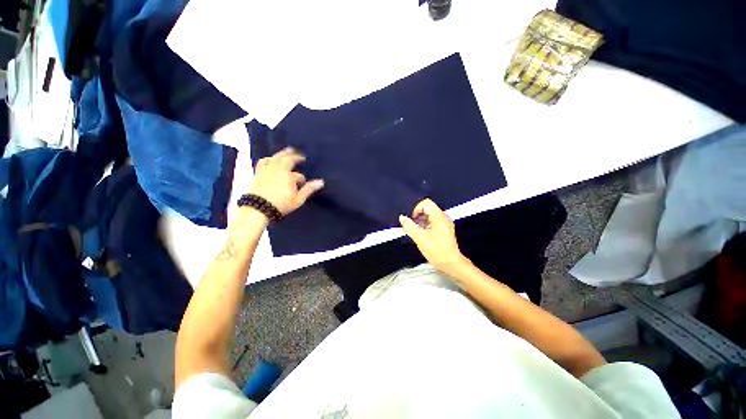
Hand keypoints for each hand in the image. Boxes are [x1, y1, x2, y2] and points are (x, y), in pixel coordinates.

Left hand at [250, 147, 323, 215]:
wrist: (259, 208)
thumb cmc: (281, 205)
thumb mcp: (298, 199)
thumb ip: (309, 189)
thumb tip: (321, 182)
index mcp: (289, 177)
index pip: (299, 176)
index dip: (302, 180)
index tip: (302, 186)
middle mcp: (278, 170)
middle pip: (288, 160)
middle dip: (296, 157)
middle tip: (301, 156)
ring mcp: (268, 170)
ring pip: (276, 158)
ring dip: (283, 153)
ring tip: (288, 150)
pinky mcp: (259, 173)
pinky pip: (263, 162)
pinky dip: (268, 159)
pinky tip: (270, 159)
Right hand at [399, 199, 467, 273]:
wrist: (451, 263)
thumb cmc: (437, 251)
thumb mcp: (420, 238)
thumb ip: (409, 226)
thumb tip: (402, 218)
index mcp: (439, 216)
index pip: (426, 203)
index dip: (417, 209)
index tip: (413, 220)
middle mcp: (444, 217)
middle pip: (428, 208)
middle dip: (418, 216)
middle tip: (415, 227)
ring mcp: (446, 223)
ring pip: (430, 215)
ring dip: (422, 221)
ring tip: (419, 233)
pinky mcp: (446, 228)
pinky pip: (434, 221)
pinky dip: (427, 225)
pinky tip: (425, 235)